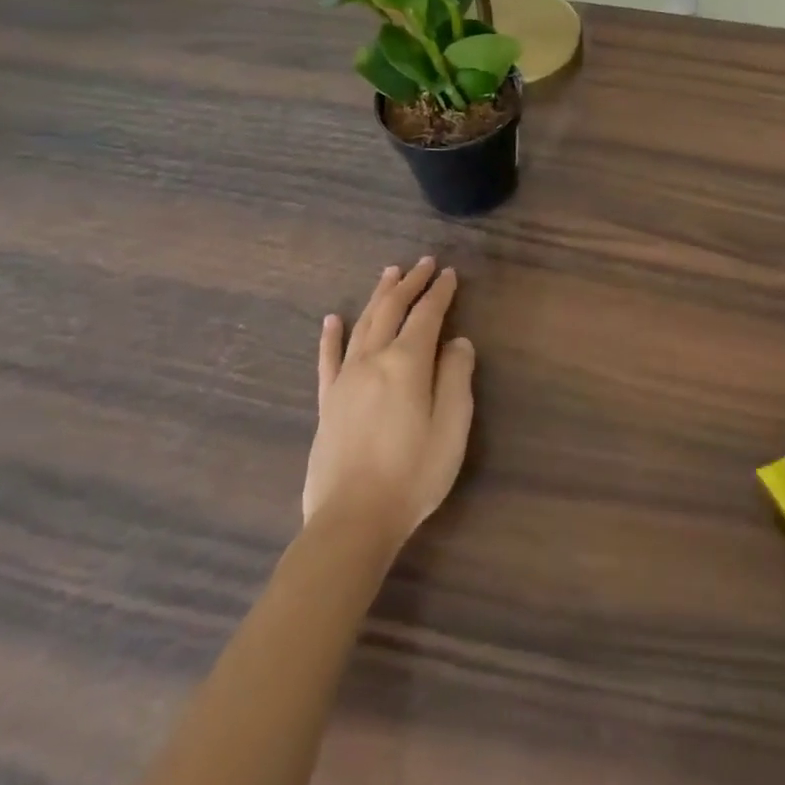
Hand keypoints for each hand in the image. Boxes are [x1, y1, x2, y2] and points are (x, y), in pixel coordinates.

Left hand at [302, 258, 475, 547]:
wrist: (353, 520)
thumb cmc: (414, 473)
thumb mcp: (452, 426)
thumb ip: (456, 377)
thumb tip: (457, 342)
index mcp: (406, 364)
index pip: (426, 315)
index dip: (440, 292)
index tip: (450, 273)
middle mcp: (372, 361)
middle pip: (390, 310)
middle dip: (409, 284)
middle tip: (423, 264)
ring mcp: (345, 380)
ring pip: (362, 325)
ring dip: (377, 297)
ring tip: (390, 275)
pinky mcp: (327, 402)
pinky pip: (328, 359)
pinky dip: (331, 336)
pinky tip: (332, 319)